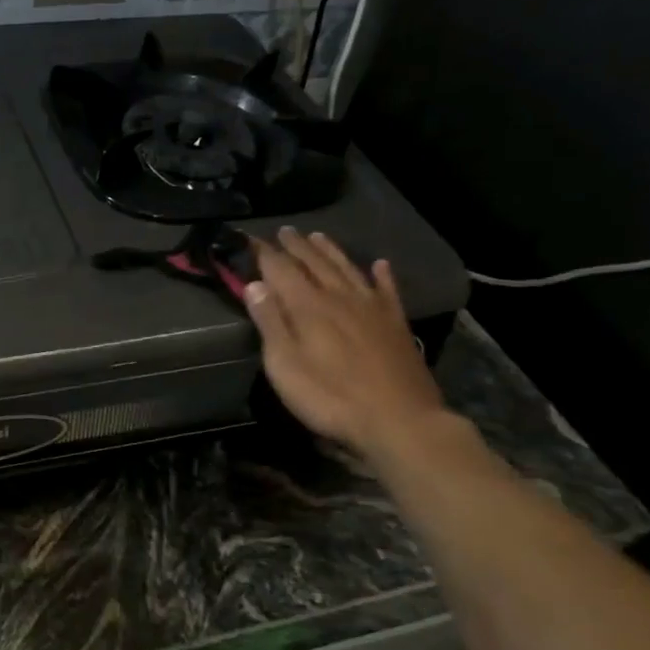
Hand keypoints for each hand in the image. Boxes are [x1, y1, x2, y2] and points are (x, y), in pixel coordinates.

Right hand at [244, 228, 444, 458]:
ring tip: (318, 236)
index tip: (249, 238)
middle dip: (296, 246)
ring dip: (330, 251)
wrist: (399, 420)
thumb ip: (270, 322)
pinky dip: (382, 275)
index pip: (280, 269)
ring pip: (347, 269)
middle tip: (284, 230)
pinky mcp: (396, 324)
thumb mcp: (284, 365)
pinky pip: (387, 290)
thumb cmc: (330, 397)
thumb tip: (255, 284)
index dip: (263, 253)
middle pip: (314, 263)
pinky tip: (380, 265)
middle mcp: (340, 297)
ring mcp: (372, 308)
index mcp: (308, 306)